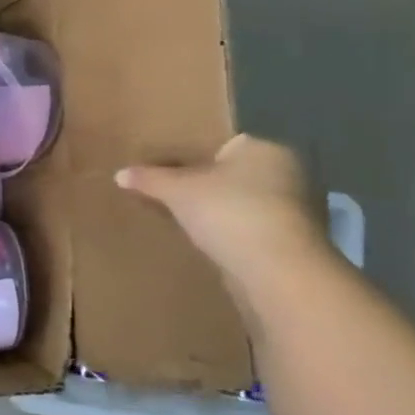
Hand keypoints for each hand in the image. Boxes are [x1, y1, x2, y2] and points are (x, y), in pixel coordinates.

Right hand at [117, 134, 328, 287]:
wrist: (275, 270)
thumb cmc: (228, 212)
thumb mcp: (176, 190)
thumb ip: (149, 178)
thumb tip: (120, 174)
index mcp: (265, 149)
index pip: (221, 144)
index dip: (190, 155)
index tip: (163, 169)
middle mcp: (288, 172)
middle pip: (230, 174)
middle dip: (202, 184)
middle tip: (165, 193)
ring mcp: (294, 209)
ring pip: (239, 202)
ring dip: (215, 211)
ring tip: (178, 218)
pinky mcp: (292, 240)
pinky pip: (248, 226)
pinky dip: (228, 232)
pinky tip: (203, 240)